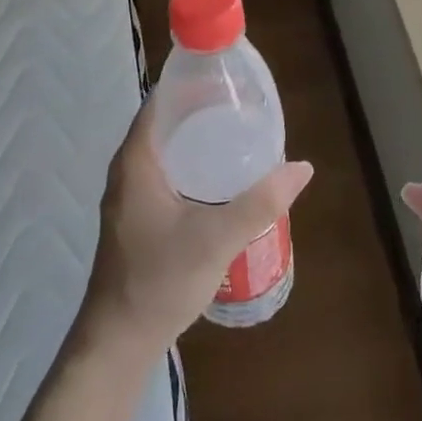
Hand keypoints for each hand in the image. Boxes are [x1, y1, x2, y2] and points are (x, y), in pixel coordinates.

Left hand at [79, 98, 313, 359]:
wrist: (120, 340)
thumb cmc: (160, 280)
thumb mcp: (217, 238)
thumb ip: (260, 202)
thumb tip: (301, 167)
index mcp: (137, 162)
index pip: (161, 103)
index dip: (192, 85)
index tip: (230, 81)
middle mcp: (129, 172)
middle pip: (167, 125)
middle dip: (203, 112)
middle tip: (245, 109)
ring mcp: (131, 197)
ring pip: (168, 153)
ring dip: (199, 141)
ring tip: (241, 138)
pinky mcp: (139, 218)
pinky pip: (168, 175)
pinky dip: (194, 166)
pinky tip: (223, 181)